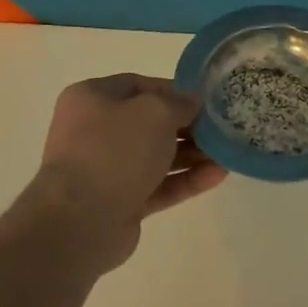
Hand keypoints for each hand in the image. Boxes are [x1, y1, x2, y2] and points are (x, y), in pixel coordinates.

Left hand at [27, 74, 227, 271]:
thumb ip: (179, 103)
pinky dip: (186, 180)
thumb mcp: (154, 113)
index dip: (173, 91)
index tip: (206, 100)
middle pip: (149, 123)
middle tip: (221, 127)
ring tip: (226, 153)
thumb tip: (192, 102)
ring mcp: (107, 169)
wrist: (81, 220)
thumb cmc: (114, 151)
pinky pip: (158, 185)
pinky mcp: (121, 202)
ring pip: (156, 156)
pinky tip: (218, 176)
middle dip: (187, 126)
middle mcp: (95, 131)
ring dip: (192, 154)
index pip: (138, 86)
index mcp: (91, 99)